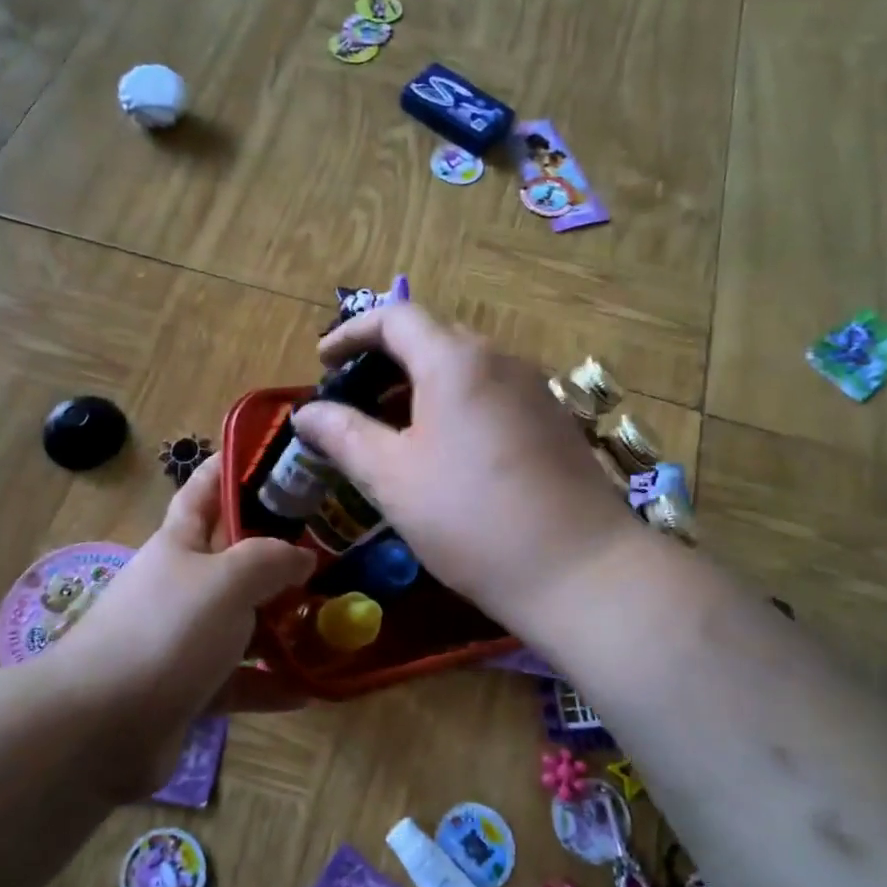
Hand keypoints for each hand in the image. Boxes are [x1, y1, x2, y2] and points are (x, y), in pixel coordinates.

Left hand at [46, 454, 313, 781]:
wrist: (98, 727)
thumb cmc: (165, 632)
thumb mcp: (226, 580)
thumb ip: (271, 560)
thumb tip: (303, 557)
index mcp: (180, 543)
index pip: (204, 489)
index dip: (231, 466)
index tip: (275, 454)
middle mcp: (183, 585)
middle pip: (236, 559)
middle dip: (281, 553)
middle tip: (336, 547)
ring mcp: (185, 640)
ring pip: (245, 623)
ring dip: (285, 624)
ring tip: (337, 621)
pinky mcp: (191, 689)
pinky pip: (241, 679)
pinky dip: (272, 683)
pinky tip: (312, 688)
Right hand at [292, 303, 642, 634]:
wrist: (580, 569)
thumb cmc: (470, 518)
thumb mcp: (391, 477)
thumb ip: (343, 435)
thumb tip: (306, 412)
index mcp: (455, 361)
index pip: (396, 317)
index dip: (351, 333)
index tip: (322, 362)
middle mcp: (500, 360)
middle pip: (432, 339)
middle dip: (384, 362)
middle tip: (353, 401)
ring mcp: (534, 391)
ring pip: (465, 370)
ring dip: (420, 387)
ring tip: (391, 431)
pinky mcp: (554, 423)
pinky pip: (492, 396)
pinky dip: (455, 407)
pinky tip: (444, 454)